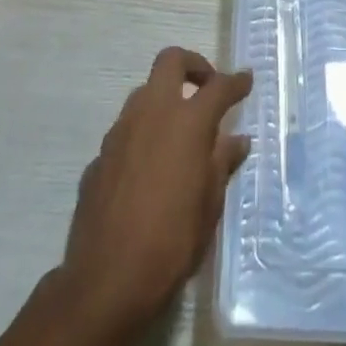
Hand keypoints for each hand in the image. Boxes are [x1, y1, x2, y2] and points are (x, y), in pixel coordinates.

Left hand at [60, 46, 252, 327]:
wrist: (105, 283)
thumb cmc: (170, 244)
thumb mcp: (209, 206)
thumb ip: (221, 164)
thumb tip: (236, 140)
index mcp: (187, 122)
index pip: (218, 87)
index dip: (236, 82)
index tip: (246, 79)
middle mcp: (152, 113)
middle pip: (171, 61)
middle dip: (193, 66)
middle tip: (206, 88)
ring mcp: (120, 132)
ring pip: (144, 92)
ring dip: (164, 100)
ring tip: (178, 132)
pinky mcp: (98, 156)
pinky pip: (126, 130)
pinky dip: (142, 135)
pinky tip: (148, 169)